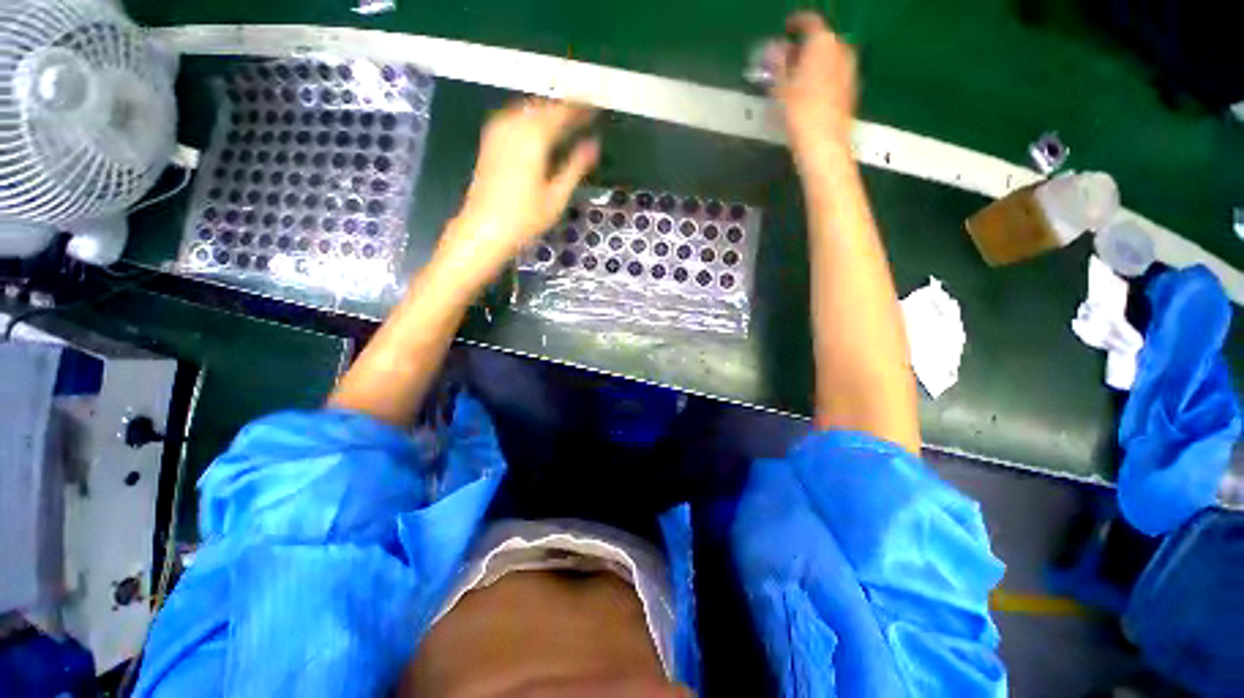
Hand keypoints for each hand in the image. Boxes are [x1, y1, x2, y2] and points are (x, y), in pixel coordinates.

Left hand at [438, 99, 598, 284]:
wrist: (484, 228)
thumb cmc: (525, 218)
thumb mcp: (557, 196)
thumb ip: (575, 167)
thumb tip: (594, 145)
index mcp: (534, 138)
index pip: (562, 113)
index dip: (580, 108)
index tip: (596, 107)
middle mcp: (514, 125)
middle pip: (544, 106)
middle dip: (565, 107)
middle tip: (584, 112)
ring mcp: (499, 131)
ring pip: (528, 109)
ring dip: (548, 111)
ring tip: (567, 119)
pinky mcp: (490, 140)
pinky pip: (515, 117)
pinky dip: (532, 117)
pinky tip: (540, 128)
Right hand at [768, 12, 857, 154]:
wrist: (823, 142)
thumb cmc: (799, 112)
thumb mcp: (781, 87)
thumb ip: (777, 64)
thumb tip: (773, 49)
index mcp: (823, 43)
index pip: (810, 22)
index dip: (796, 23)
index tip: (786, 28)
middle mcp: (841, 50)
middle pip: (821, 42)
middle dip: (804, 49)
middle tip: (787, 61)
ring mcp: (850, 70)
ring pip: (829, 59)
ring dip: (813, 64)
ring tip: (796, 79)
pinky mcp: (851, 89)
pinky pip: (834, 75)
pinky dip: (822, 77)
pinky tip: (810, 93)